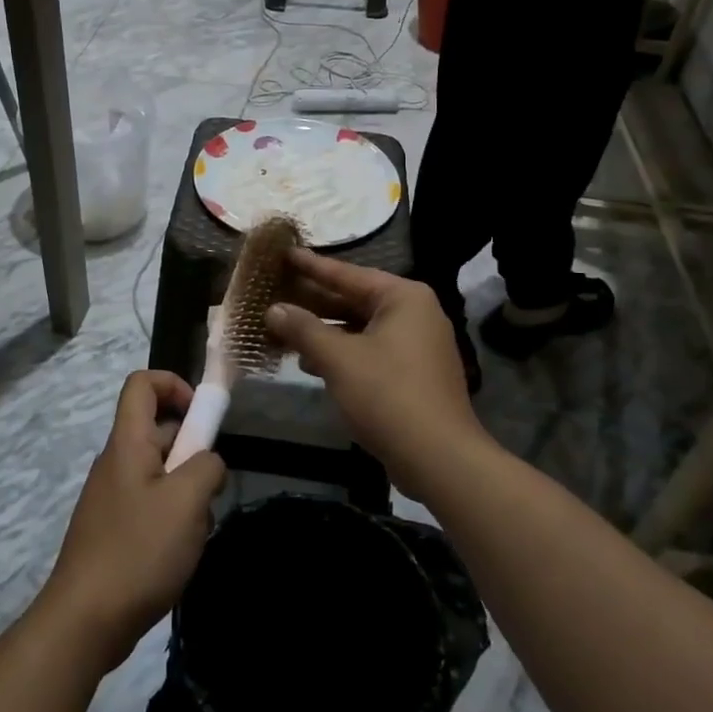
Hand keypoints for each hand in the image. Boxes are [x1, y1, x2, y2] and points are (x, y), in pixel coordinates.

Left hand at [38, 372, 225, 671]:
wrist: (85, 622)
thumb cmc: (138, 551)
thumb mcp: (187, 502)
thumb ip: (207, 467)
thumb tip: (208, 462)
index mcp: (127, 443)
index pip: (142, 384)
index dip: (174, 384)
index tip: (203, 417)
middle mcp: (116, 463)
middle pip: (158, 431)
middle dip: (192, 452)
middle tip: (210, 489)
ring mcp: (113, 498)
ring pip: (160, 473)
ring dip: (187, 493)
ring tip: (196, 531)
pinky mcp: (114, 530)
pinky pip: (151, 505)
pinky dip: (172, 519)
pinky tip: (180, 554)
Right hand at [265, 250, 488, 494]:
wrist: (439, 459)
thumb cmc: (387, 395)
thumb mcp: (338, 358)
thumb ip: (303, 329)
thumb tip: (273, 310)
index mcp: (403, 298)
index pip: (347, 274)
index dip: (312, 266)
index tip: (284, 253)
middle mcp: (414, 313)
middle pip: (353, 300)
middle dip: (313, 302)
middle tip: (275, 292)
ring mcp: (417, 344)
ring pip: (359, 328)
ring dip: (323, 331)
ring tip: (283, 328)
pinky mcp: (413, 373)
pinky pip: (369, 350)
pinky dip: (341, 352)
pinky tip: (310, 361)